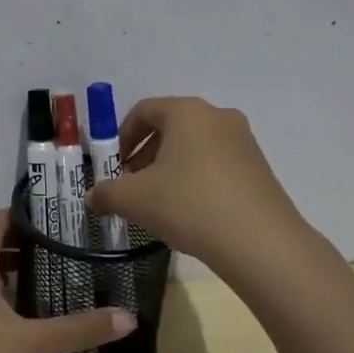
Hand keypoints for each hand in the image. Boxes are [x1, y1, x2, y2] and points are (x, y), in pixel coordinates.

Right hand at [86, 96, 306, 276]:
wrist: (260, 242)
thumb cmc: (189, 205)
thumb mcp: (134, 200)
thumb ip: (106, 193)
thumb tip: (93, 197)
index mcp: (187, 112)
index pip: (144, 110)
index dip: (122, 136)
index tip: (114, 165)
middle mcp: (218, 117)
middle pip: (171, 127)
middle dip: (145, 154)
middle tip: (132, 185)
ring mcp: (244, 141)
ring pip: (195, 147)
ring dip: (170, 168)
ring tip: (160, 203)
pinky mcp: (260, 168)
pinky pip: (217, 164)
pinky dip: (197, 179)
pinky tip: (191, 212)